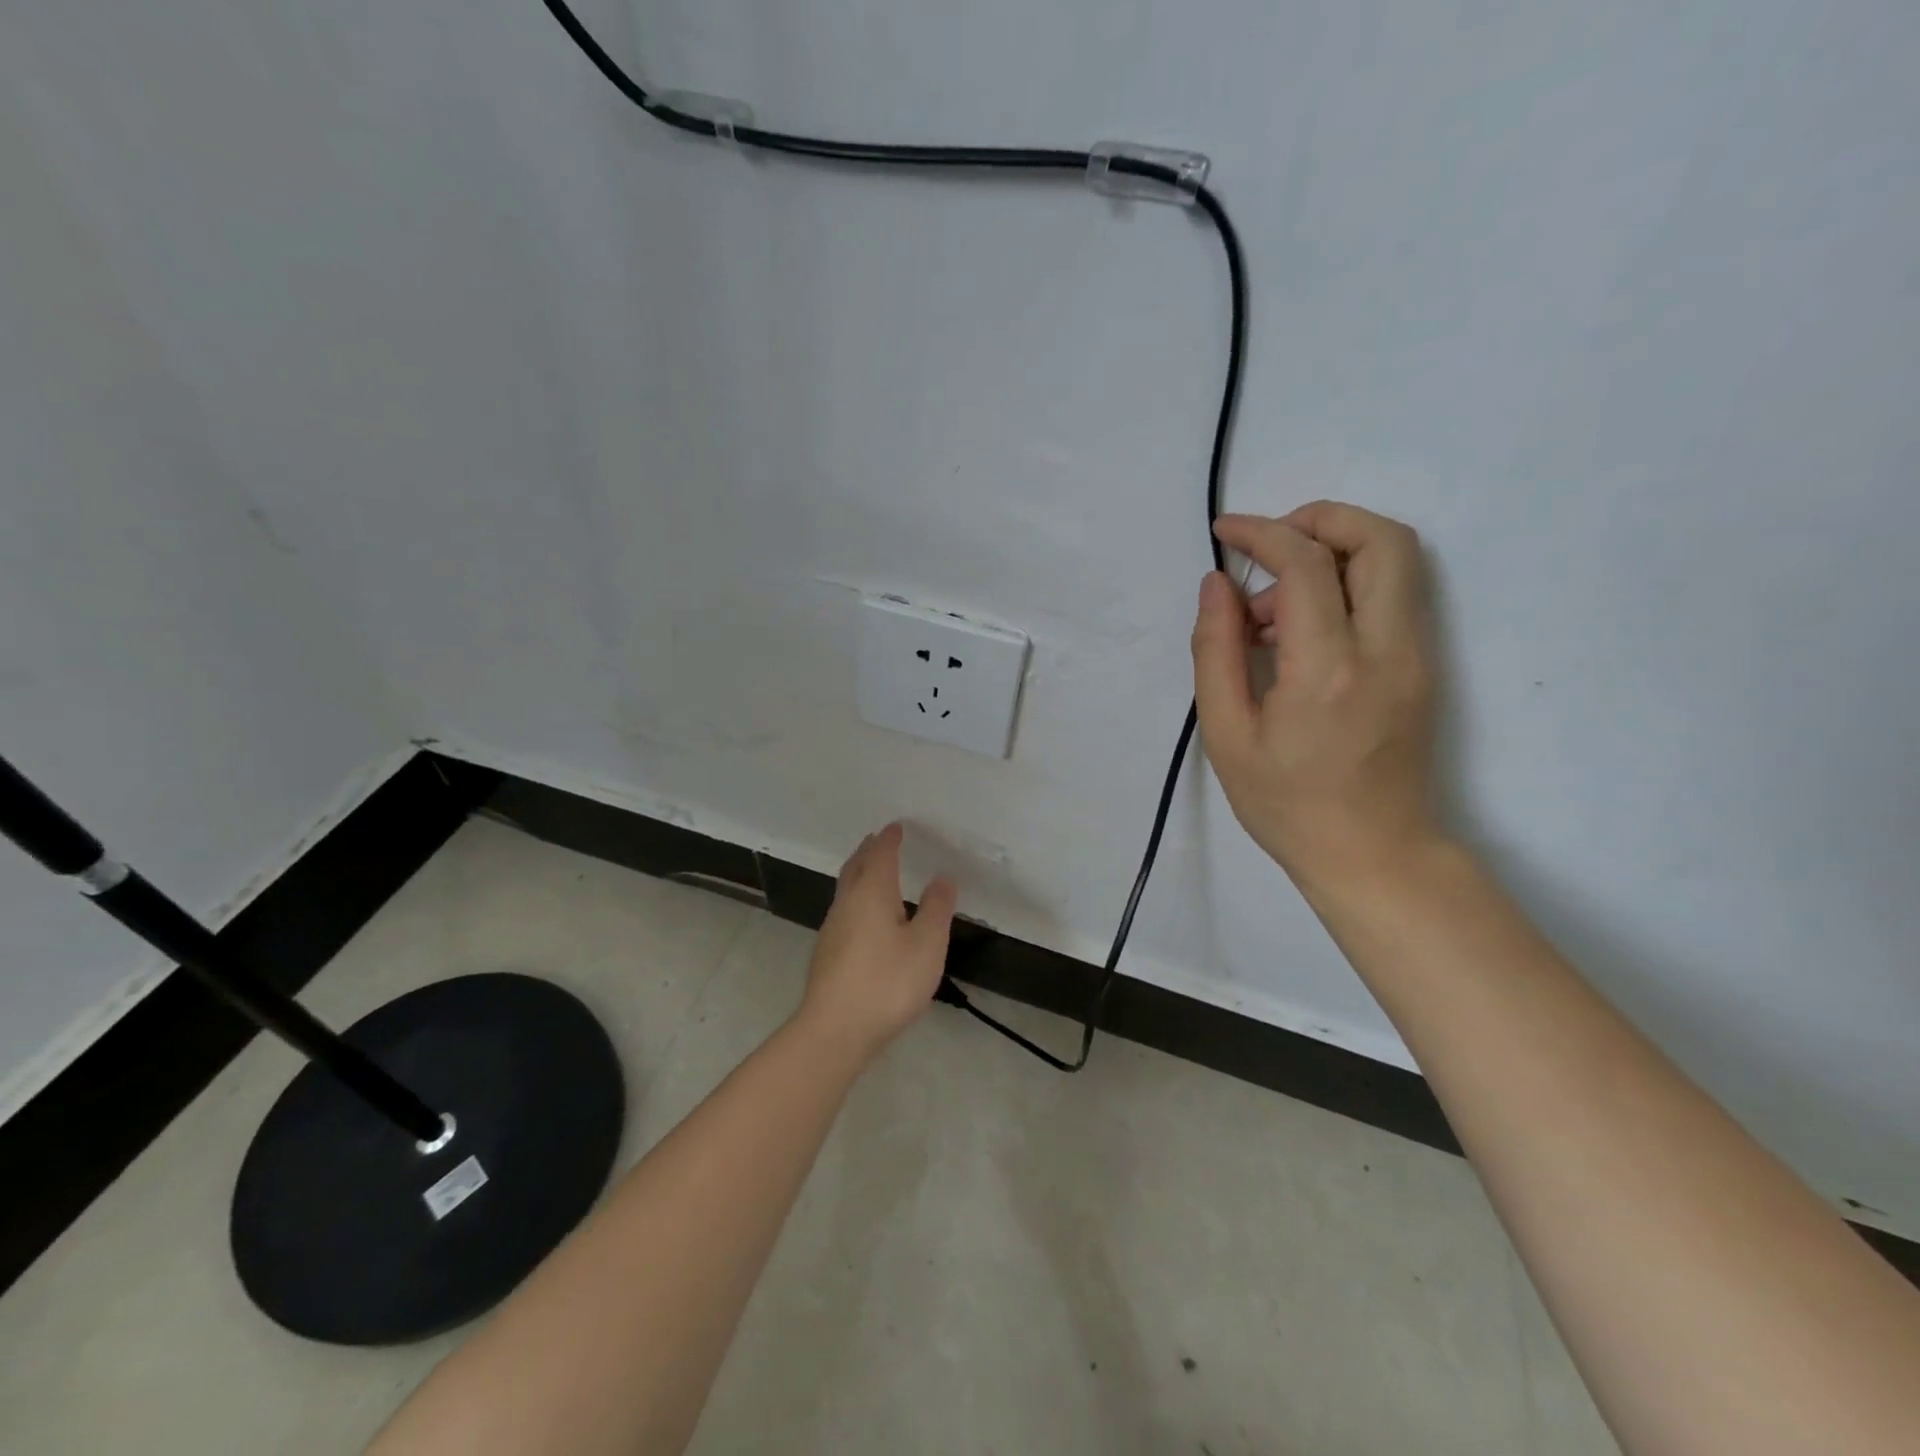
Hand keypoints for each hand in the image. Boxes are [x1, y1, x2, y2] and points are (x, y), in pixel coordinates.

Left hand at [797, 823, 957, 1059]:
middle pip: (856, 867)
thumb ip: (936, 908)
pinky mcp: (827, 953)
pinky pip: (844, 910)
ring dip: (860, 874)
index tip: (896, 827)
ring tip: (874, 873)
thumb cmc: (887, 982)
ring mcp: (832, 928)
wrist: (835, 1030)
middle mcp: (847, 903)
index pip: (880, 855)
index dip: (889, 839)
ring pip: (846, 889)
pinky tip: (865, 917)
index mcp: (872, 893)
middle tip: (880, 841)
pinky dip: (857, 898)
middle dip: (869, 851)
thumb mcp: (927, 945)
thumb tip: (942, 878)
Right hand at [1191, 502, 1444, 893]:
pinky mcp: (1424, 665)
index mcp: (1328, 670)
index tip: (1225, 533)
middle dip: (1319, 520)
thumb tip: (1217, 586)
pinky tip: (1301, 628)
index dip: (1262, 533)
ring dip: (1336, 549)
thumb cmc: (1287, 804)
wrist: (1373, 854)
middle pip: (1381, 538)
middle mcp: (1387, 649)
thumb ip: (1216, 651)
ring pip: (1398, 559)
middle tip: (1267, 549)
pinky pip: (1394, 594)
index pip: (1306, 565)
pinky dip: (1348, 582)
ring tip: (1274, 602)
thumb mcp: (1228, 735)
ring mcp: (1417, 655)